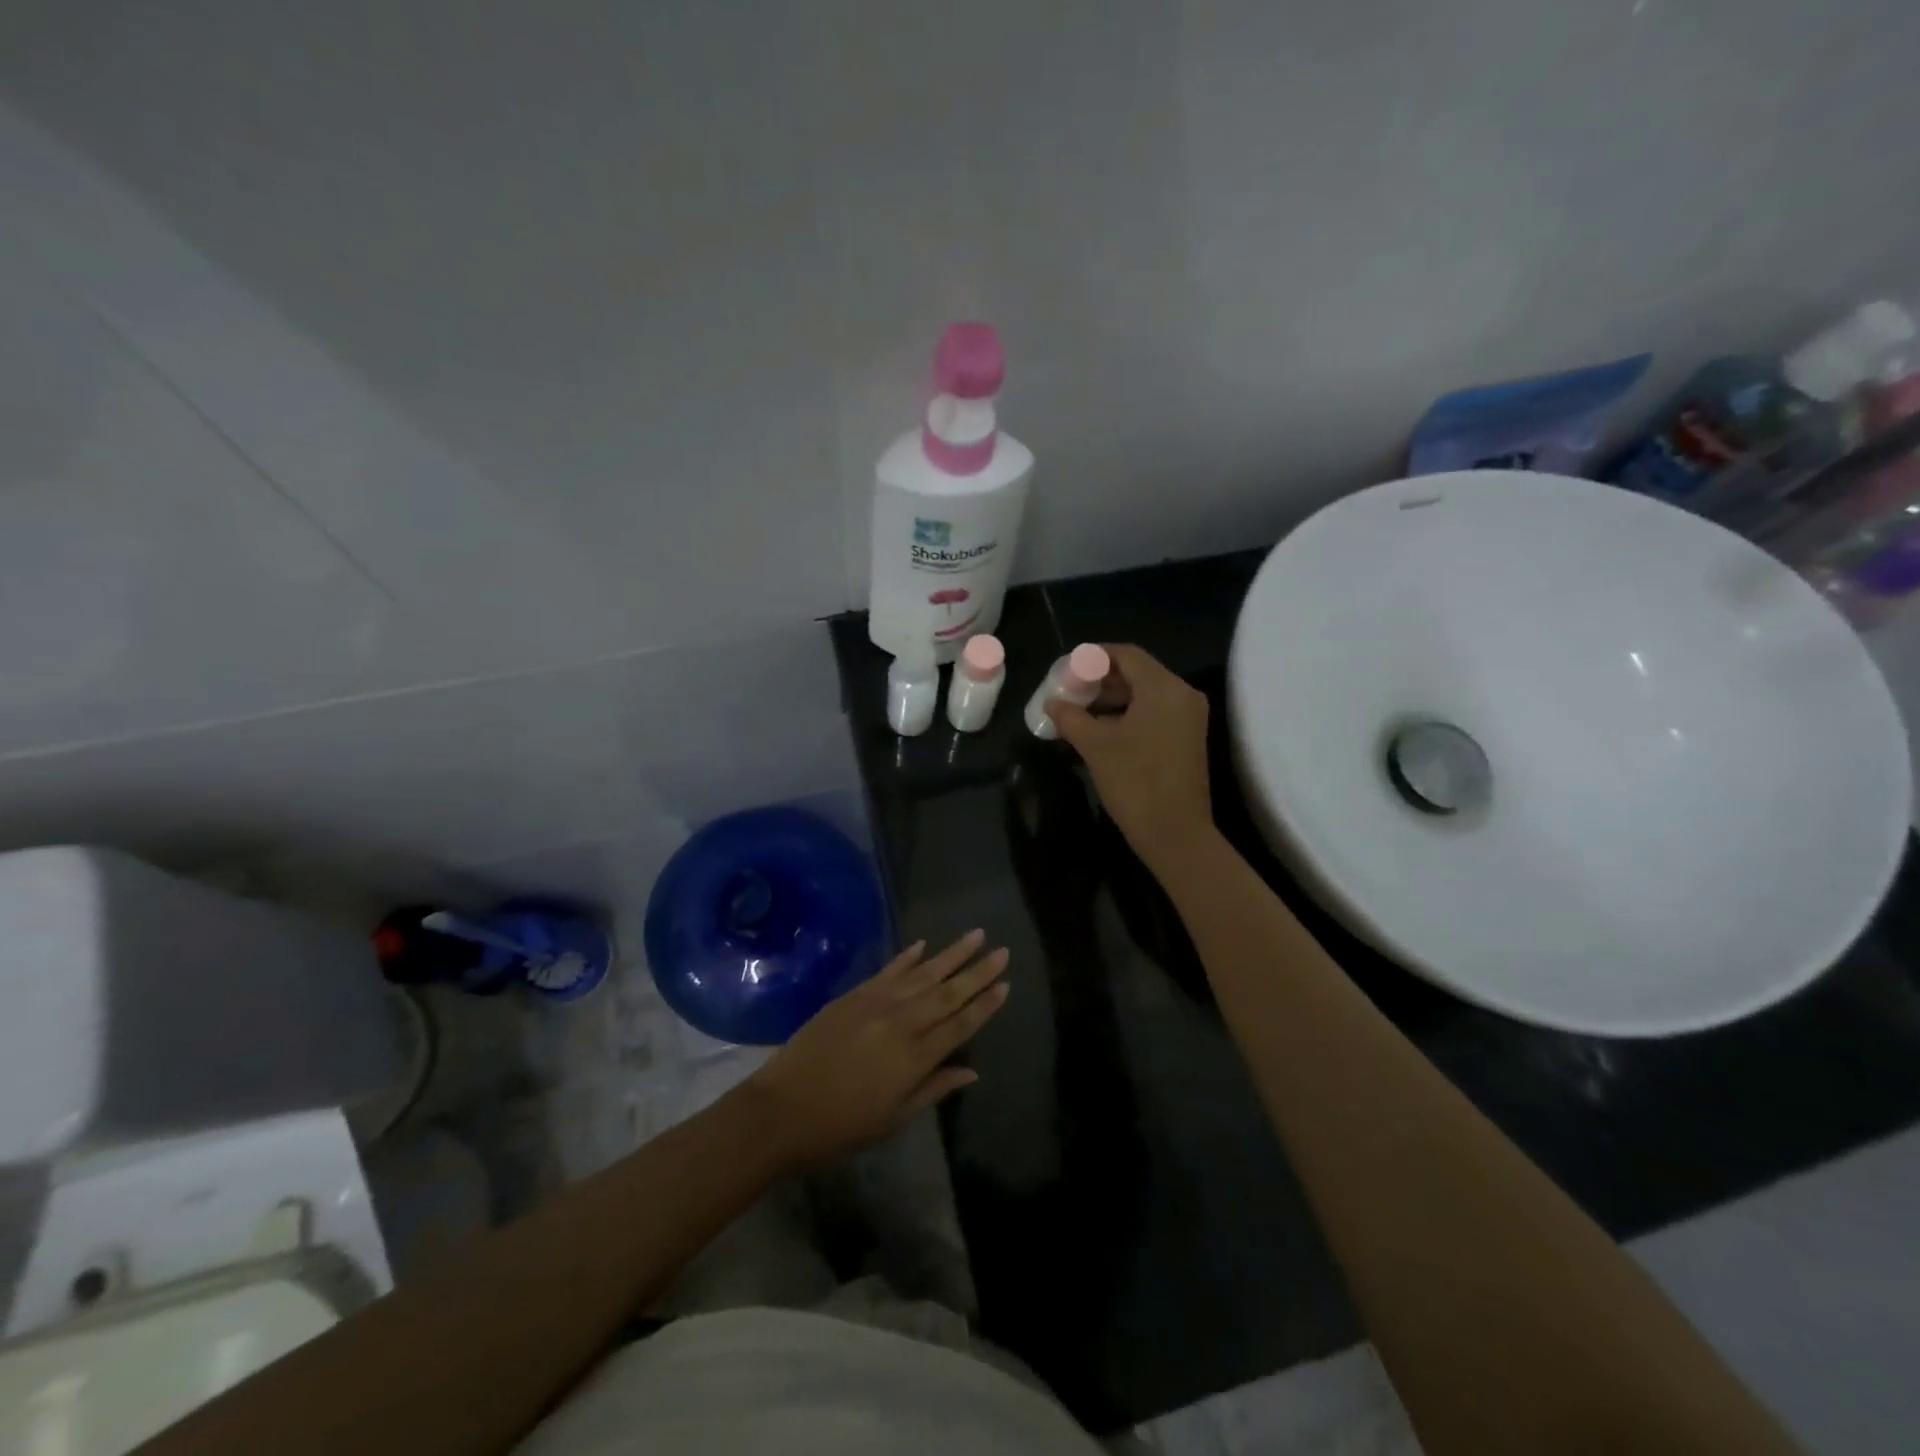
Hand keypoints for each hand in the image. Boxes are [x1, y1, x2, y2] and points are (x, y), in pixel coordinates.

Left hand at [744, 931, 1009, 1171]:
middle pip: (948, 993)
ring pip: (923, 973)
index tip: (1005, 984)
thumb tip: (972, 1071)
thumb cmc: (840, 1127)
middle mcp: (901, 1023)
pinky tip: (923, 944)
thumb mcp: (893, 1119)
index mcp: (915, 1058)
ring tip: (976, 935)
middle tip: (1003, 951)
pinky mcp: (853, 996)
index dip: (985, 1005)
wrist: (780, 1110)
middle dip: (978, 971)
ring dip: (951, 954)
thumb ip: (934, 1090)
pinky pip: (888, 971)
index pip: (960, 1024)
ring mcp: (876, 1004)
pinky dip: (907, 957)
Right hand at [1046, 643, 1215, 875]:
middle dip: (1101, 679)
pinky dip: (1129, 714)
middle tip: (1070, 689)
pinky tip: (1101, 729)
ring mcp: (1188, 718)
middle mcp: (1182, 694)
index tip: (1068, 667)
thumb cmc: (1134, 782)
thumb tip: (1052, 702)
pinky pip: (1155, 712)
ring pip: (1146, 694)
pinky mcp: (1188, 738)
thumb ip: (1070, 716)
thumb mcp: (1094, 745)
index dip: (1094, 656)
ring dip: (1113, 698)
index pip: (1126, 654)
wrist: (1175, 833)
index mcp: (1163, 687)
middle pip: (1138, 672)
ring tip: (1079, 710)